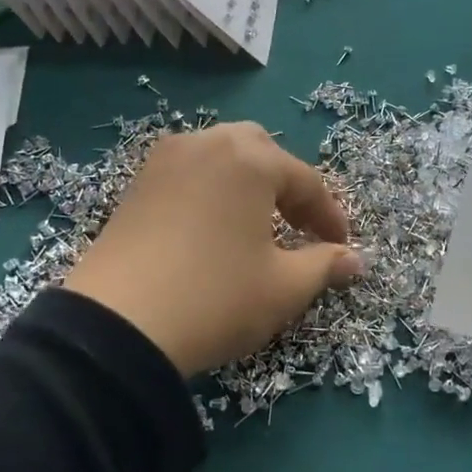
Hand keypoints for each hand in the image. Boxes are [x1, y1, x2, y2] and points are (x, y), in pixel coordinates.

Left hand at [63, 124, 362, 377]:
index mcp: (250, 159)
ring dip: (248, 184)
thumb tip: (355, 260)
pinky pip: (189, 174)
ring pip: (221, 158)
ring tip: (257, 226)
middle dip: (287, 186)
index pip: (306, 182)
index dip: (329, 217)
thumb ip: (324, 265)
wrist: (116, 327)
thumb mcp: (283, 288)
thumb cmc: (216, 299)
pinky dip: (212, 192)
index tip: (341, 248)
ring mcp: (165, 161)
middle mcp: (207, 144)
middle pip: (261, 152)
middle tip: (299, 227)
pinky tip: (213, 230)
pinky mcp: (136, 185)